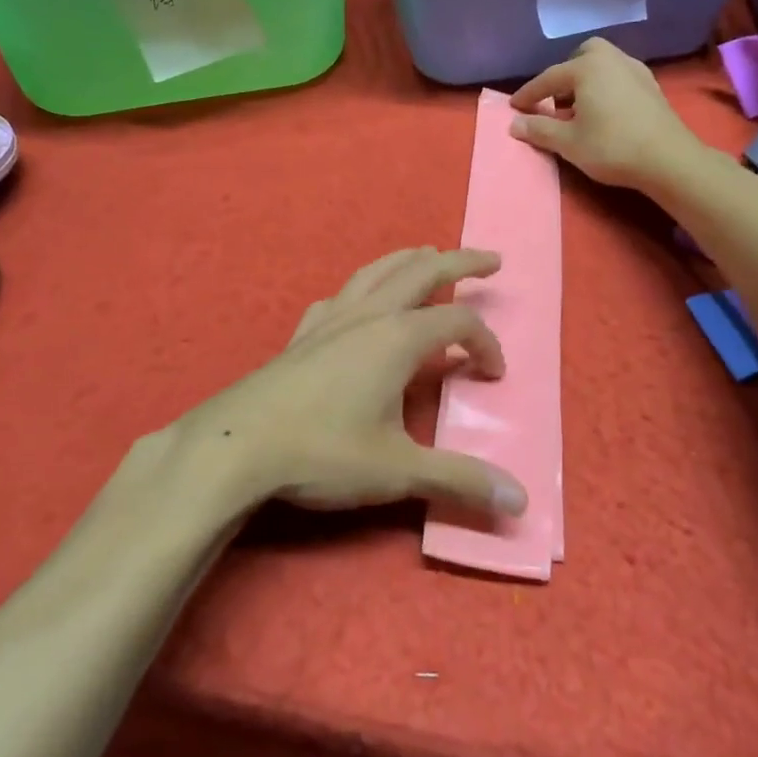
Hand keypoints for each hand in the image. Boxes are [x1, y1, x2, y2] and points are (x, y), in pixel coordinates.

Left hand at [171, 248, 528, 517]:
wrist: (237, 445)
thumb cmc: (323, 453)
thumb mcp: (398, 470)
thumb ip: (459, 479)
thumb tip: (520, 501)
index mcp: (398, 338)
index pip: (458, 324)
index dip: (485, 344)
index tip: (494, 375)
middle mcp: (368, 316)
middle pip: (422, 271)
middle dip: (461, 261)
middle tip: (491, 259)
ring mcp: (331, 320)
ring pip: (377, 272)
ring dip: (409, 260)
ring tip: (428, 255)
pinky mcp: (302, 335)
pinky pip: (339, 298)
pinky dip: (361, 290)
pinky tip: (357, 305)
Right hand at [508, 37, 697, 188]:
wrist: (668, 159)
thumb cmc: (611, 147)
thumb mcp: (568, 142)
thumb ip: (539, 130)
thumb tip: (514, 124)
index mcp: (587, 67)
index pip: (549, 78)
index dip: (529, 94)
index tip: (514, 107)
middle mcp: (612, 59)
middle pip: (581, 57)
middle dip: (564, 75)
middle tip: (554, 100)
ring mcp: (635, 70)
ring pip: (603, 65)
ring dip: (586, 81)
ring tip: (578, 108)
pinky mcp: (651, 86)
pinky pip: (619, 77)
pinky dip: (605, 87)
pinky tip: (604, 111)